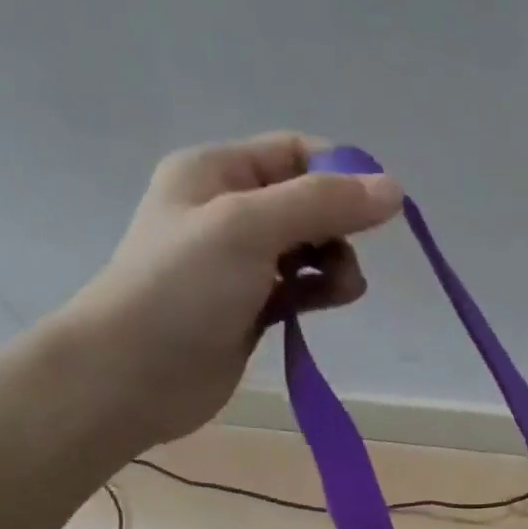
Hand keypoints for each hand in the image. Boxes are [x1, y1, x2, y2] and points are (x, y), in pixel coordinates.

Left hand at [60, 132, 403, 447]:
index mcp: (216, 173)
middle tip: (350, 259)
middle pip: (306, 202)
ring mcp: (239, 264)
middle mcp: (227, 211)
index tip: (380, 208)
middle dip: (340, 225)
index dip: (341, 173)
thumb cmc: (183, 288)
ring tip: (344, 289)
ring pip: (307, 249)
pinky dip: (321, 290)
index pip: (294, 153)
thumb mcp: (250, 228)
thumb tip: (394, 190)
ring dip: (336, 262)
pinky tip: (334, 301)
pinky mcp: (250, 309)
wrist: (133, 375)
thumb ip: (322, 205)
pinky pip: (299, 288)